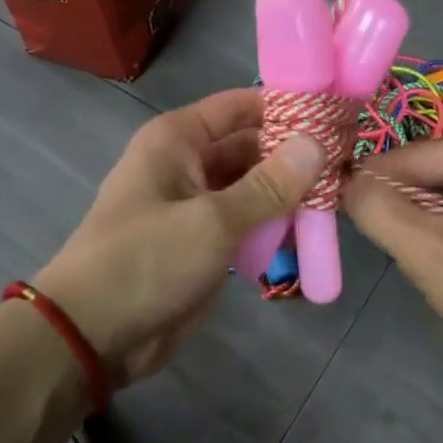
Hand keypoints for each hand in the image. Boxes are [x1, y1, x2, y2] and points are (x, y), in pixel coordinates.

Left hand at [36, 89, 323, 385]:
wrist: (93, 335)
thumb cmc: (146, 261)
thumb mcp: (213, 221)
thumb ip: (270, 185)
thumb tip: (318, 142)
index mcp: (178, 139)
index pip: (241, 106)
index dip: (288, 106)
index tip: (337, 115)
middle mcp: (187, 163)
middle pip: (251, 146)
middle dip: (295, 154)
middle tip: (350, 161)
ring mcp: (195, 205)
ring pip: (253, 186)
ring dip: (289, 192)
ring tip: (341, 194)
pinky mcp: (204, 242)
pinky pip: (247, 222)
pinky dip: (274, 224)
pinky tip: (312, 231)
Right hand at [342, 126, 442, 390]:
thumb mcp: (429, 254)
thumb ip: (377, 209)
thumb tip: (347, 180)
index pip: (413, 157)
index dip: (374, 188)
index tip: (346, 216)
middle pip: (441, 175)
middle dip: (414, 213)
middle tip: (402, 255)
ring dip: (439, 228)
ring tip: (436, 268)